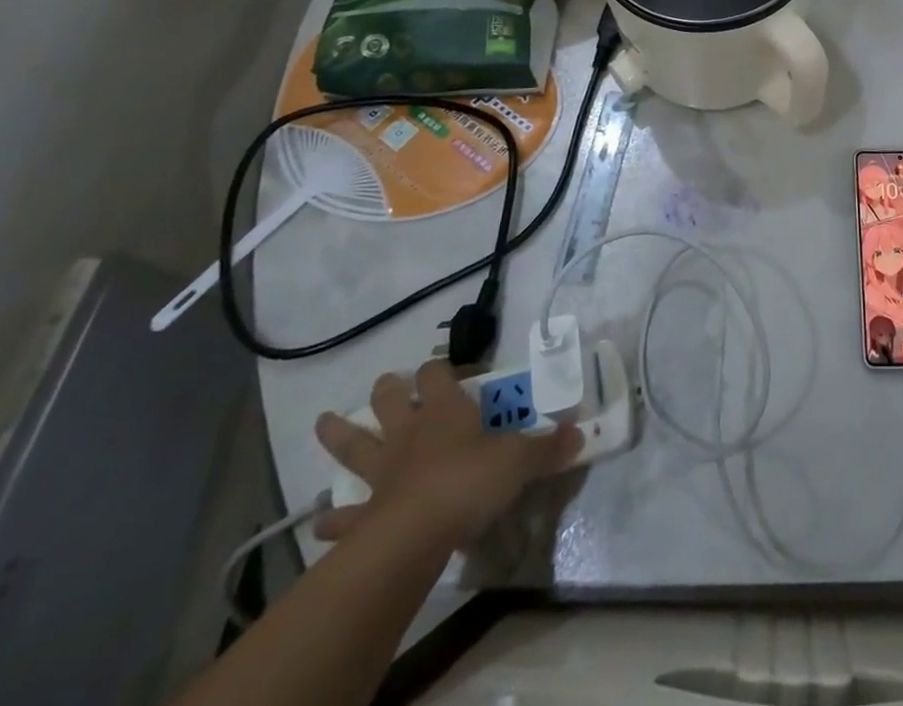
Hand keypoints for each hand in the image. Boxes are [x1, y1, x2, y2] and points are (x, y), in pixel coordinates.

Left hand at [314, 360, 580, 547]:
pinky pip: (344, 515)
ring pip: (355, 444)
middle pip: (390, 399)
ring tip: (324, 423)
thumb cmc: (470, 482)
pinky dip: (333, 519)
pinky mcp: (366, 514)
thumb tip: (580, 433)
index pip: (438, 372)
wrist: (416, 535)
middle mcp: (410, 433)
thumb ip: (549, 447)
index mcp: (445, 410)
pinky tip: (322, 522)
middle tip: (388, 384)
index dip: (443, 367)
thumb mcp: (520, 461)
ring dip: (339, 434)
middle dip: (388, 389)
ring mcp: (383, 472)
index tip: (455, 370)